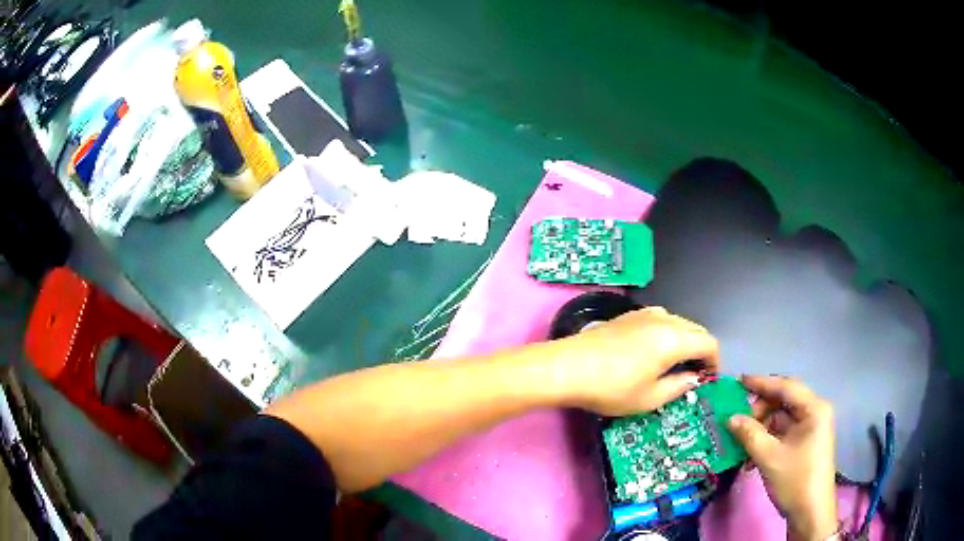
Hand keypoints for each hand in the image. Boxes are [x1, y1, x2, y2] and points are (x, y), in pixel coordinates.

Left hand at [553, 306, 719, 415]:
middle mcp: (663, 319)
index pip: (709, 342)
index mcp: (674, 339)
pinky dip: (667, 333)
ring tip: (675, 364)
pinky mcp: (627, 315)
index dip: (715, 361)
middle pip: (696, 329)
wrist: (567, 367)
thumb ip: (678, 387)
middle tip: (694, 374)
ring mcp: (644, 313)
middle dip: (701, 350)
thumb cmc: (611, 388)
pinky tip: (653, 352)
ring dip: (684, 340)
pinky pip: (659, 320)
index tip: (709, 378)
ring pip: (678, 322)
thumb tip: (693, 379)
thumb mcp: (649, 398)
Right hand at [728, 376, 837, 540]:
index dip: (761, 383)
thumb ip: (750, 435)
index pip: (786, 387)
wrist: (810, 512)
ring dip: (759, 429)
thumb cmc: (795, 480)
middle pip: (783, 402)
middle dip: (759, 412)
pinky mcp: (804, 443)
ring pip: (780, 419)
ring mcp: (810, 429)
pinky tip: (750, 457)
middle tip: (736, 423)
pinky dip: (766, 441)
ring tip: (740, 444)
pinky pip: (782, 433)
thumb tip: (730, 418)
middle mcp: (814, 413)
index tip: (739, 381)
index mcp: (814, 409)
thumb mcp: (770, 458)